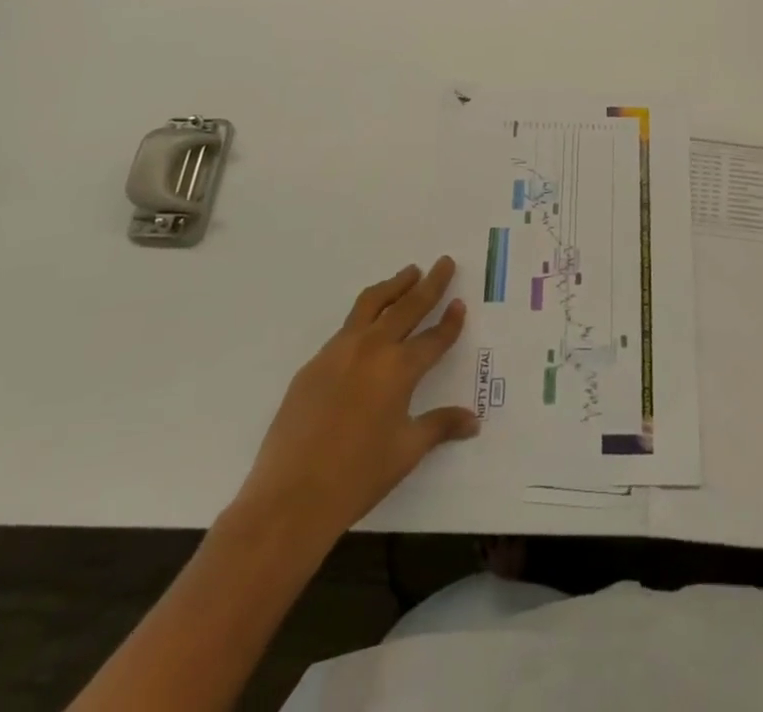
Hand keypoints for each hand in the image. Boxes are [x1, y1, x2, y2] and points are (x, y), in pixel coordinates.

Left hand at [227, 258, 478, 559]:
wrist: (289, 498)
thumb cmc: (357, 476)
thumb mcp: (406, 451)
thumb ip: (440, 426)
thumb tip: (473, 420)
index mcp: (400, 369)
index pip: (434, 337)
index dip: (450, 321)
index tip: (460, 302)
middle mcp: (372, 349)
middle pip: (407, 306)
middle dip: (430, 284)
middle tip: (443, 263)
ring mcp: (338, 353)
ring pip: (371, 305)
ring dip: (394, 286)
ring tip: (408, 273)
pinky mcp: (313, 365)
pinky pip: (345, 329)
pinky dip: (365, 316)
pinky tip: (367, 326)